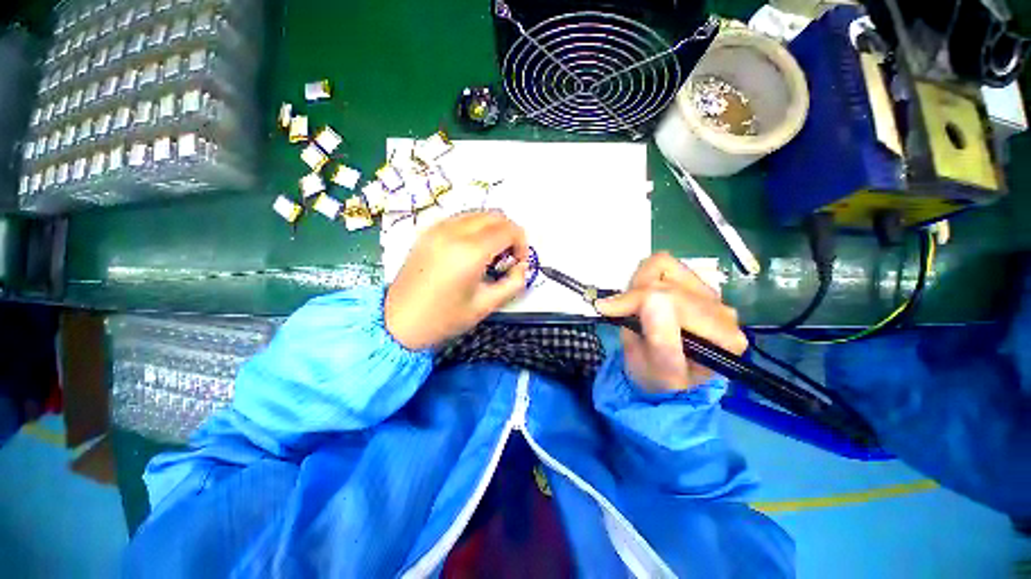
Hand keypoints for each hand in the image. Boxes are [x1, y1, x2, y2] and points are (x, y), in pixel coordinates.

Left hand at [385, 211, 529, 349]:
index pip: (508, 230)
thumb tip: (523, 267)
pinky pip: (460, 218)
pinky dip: (474, 227)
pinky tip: (471, 249)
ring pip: (477, 213)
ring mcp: (437, 228)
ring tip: (490, 254)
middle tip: (508, 257)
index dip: (522, 243)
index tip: (519, 262)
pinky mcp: (427, 232)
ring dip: (492, 228)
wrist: (398, 322)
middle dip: (509, 232)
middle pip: (495, 215)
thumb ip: (513, 283)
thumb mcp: (486, 305)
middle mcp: (454, 232)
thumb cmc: (444, 319)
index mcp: (470, 252)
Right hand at [595, 253, 747, 392]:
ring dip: (640, 285)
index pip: (673, 298)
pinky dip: (646, 277)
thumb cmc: (658, 379)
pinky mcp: (694, 285)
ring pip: (665, 266)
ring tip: (635, 308)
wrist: (661, 378)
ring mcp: (710, 295)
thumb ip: (661, 338)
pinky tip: (645, 299)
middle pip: (668, 281)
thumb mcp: (658, 369)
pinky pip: (665, 265)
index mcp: (721, 336)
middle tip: (620, 313)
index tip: (610, 311)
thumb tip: (651, 297)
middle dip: (635, 295)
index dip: (635, 301)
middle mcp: (723, 311)